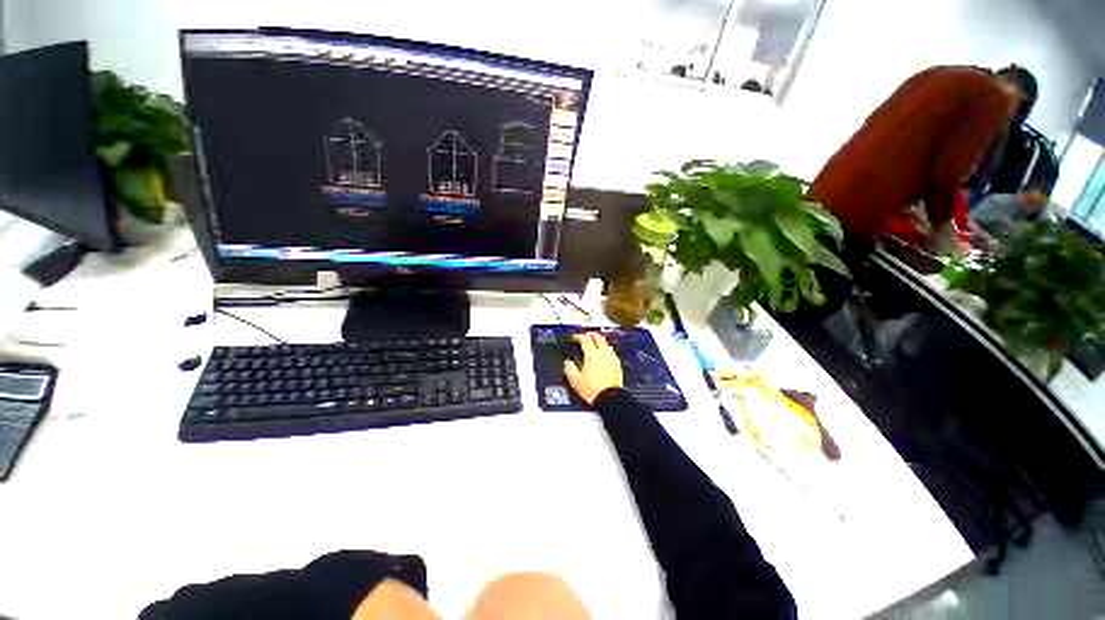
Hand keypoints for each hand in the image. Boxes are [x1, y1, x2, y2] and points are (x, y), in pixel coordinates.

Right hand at [563, 333, 623, 405]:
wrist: (610, 399)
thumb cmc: (593, 390)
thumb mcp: (575, 380)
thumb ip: (569, 368)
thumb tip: (567, 362)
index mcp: (592, 354)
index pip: (585, 339)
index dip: (578, 336)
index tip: (574, 338)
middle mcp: (603, 353)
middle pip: (598, 337)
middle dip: (591, 335)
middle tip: (585, 336)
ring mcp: (612, 358)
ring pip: (606, 343)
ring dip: (599, 341)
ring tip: (594, 343)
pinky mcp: (617, 365)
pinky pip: (612, 352)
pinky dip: (606, 349)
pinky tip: (603, 355)